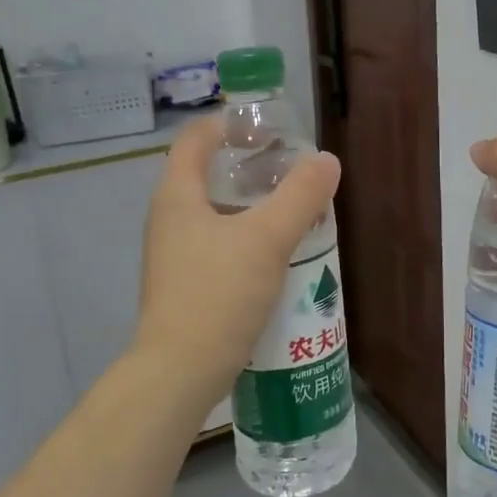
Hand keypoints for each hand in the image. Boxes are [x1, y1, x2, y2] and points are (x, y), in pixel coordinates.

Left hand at [132, 116, 341, 407]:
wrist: (180, 372)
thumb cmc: (218, 294)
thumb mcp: (267, 239)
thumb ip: (300, 196)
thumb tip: (326, 160)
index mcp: (178, 195)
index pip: (196, 138)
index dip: (230, 124)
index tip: (269, 131)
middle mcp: (169, 219)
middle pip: (207, 174)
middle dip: (251, 167)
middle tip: (293, 172)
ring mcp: (174, 254)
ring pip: (216, 213)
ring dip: (253, 206)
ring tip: (294, 211)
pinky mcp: (186, 284)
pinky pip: (219, 245)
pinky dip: (247, 238)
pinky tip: (279, 255)